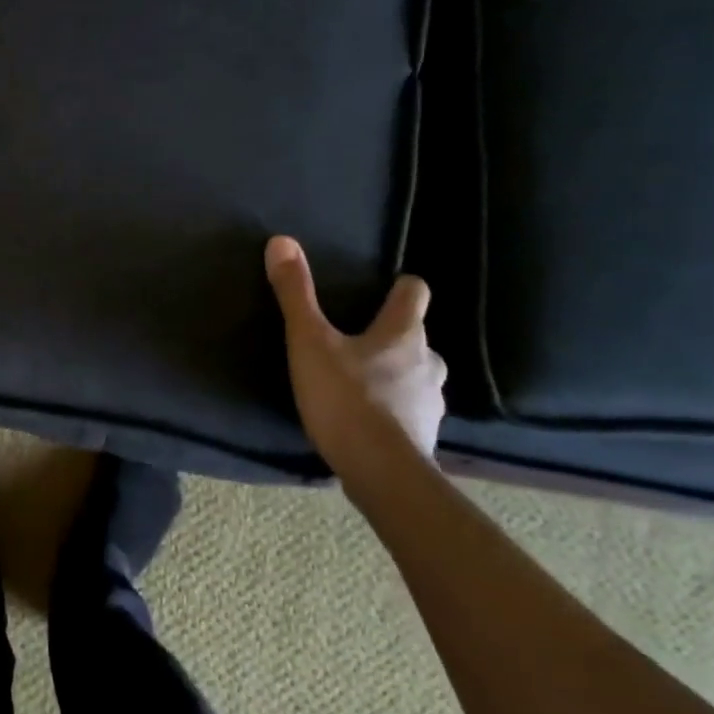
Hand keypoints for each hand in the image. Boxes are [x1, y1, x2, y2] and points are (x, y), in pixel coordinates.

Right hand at [264, 236, 446, 473]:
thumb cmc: (345, 397)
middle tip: (359, 343)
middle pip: (416, 338)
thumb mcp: (308, 341)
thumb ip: (295, 294)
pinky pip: (410, 412)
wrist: (380, 472)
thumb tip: (282, 241)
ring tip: (362, 384)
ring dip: (395, 376)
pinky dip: (394, 410)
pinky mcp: (425, 436)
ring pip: (416, 376)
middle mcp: (428, 362)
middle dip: (393, 338)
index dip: (401, 288)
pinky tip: (370, 421)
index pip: (415, 294)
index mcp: (404, 333)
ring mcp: (431, 402)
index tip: (385, 289)